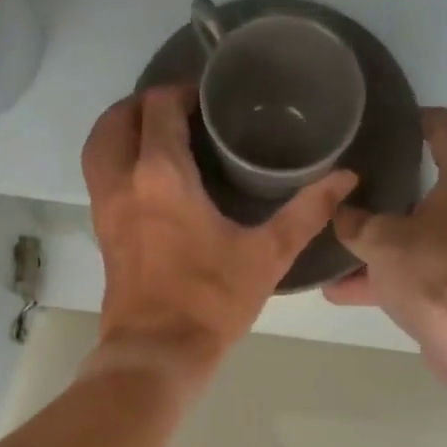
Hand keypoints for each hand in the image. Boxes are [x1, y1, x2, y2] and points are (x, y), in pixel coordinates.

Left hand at [83, 86, 355, 382]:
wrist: (158, 353)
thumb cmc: (211, 302)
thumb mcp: (267, 256)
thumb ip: (307, 212)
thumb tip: (347, 177)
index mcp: (161, 176)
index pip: (160, 108)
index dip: (182, 92)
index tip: (209, 100)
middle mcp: (122, 182)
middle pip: (117, 119)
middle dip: (144, 104)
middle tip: (180, 111)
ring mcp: (105, 209)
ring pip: (99, 148)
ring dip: (122, 131)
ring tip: (157, 137)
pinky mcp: (102, 235)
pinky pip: (100, 179)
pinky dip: (116, 162)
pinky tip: (150, 181)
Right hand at [325, 108, 446, 343]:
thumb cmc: (431, 269)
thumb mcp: (379, 240)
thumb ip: (354, 222)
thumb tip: (338, 211)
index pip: (443, 129)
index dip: (413, 122)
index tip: (387, 124)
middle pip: (439, 184)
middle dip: (398, 191)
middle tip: (363, 185)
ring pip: (432, 232)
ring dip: (393, 242)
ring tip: (348, 245)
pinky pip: (434, 265)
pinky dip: (402, 272)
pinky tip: (352, 289)